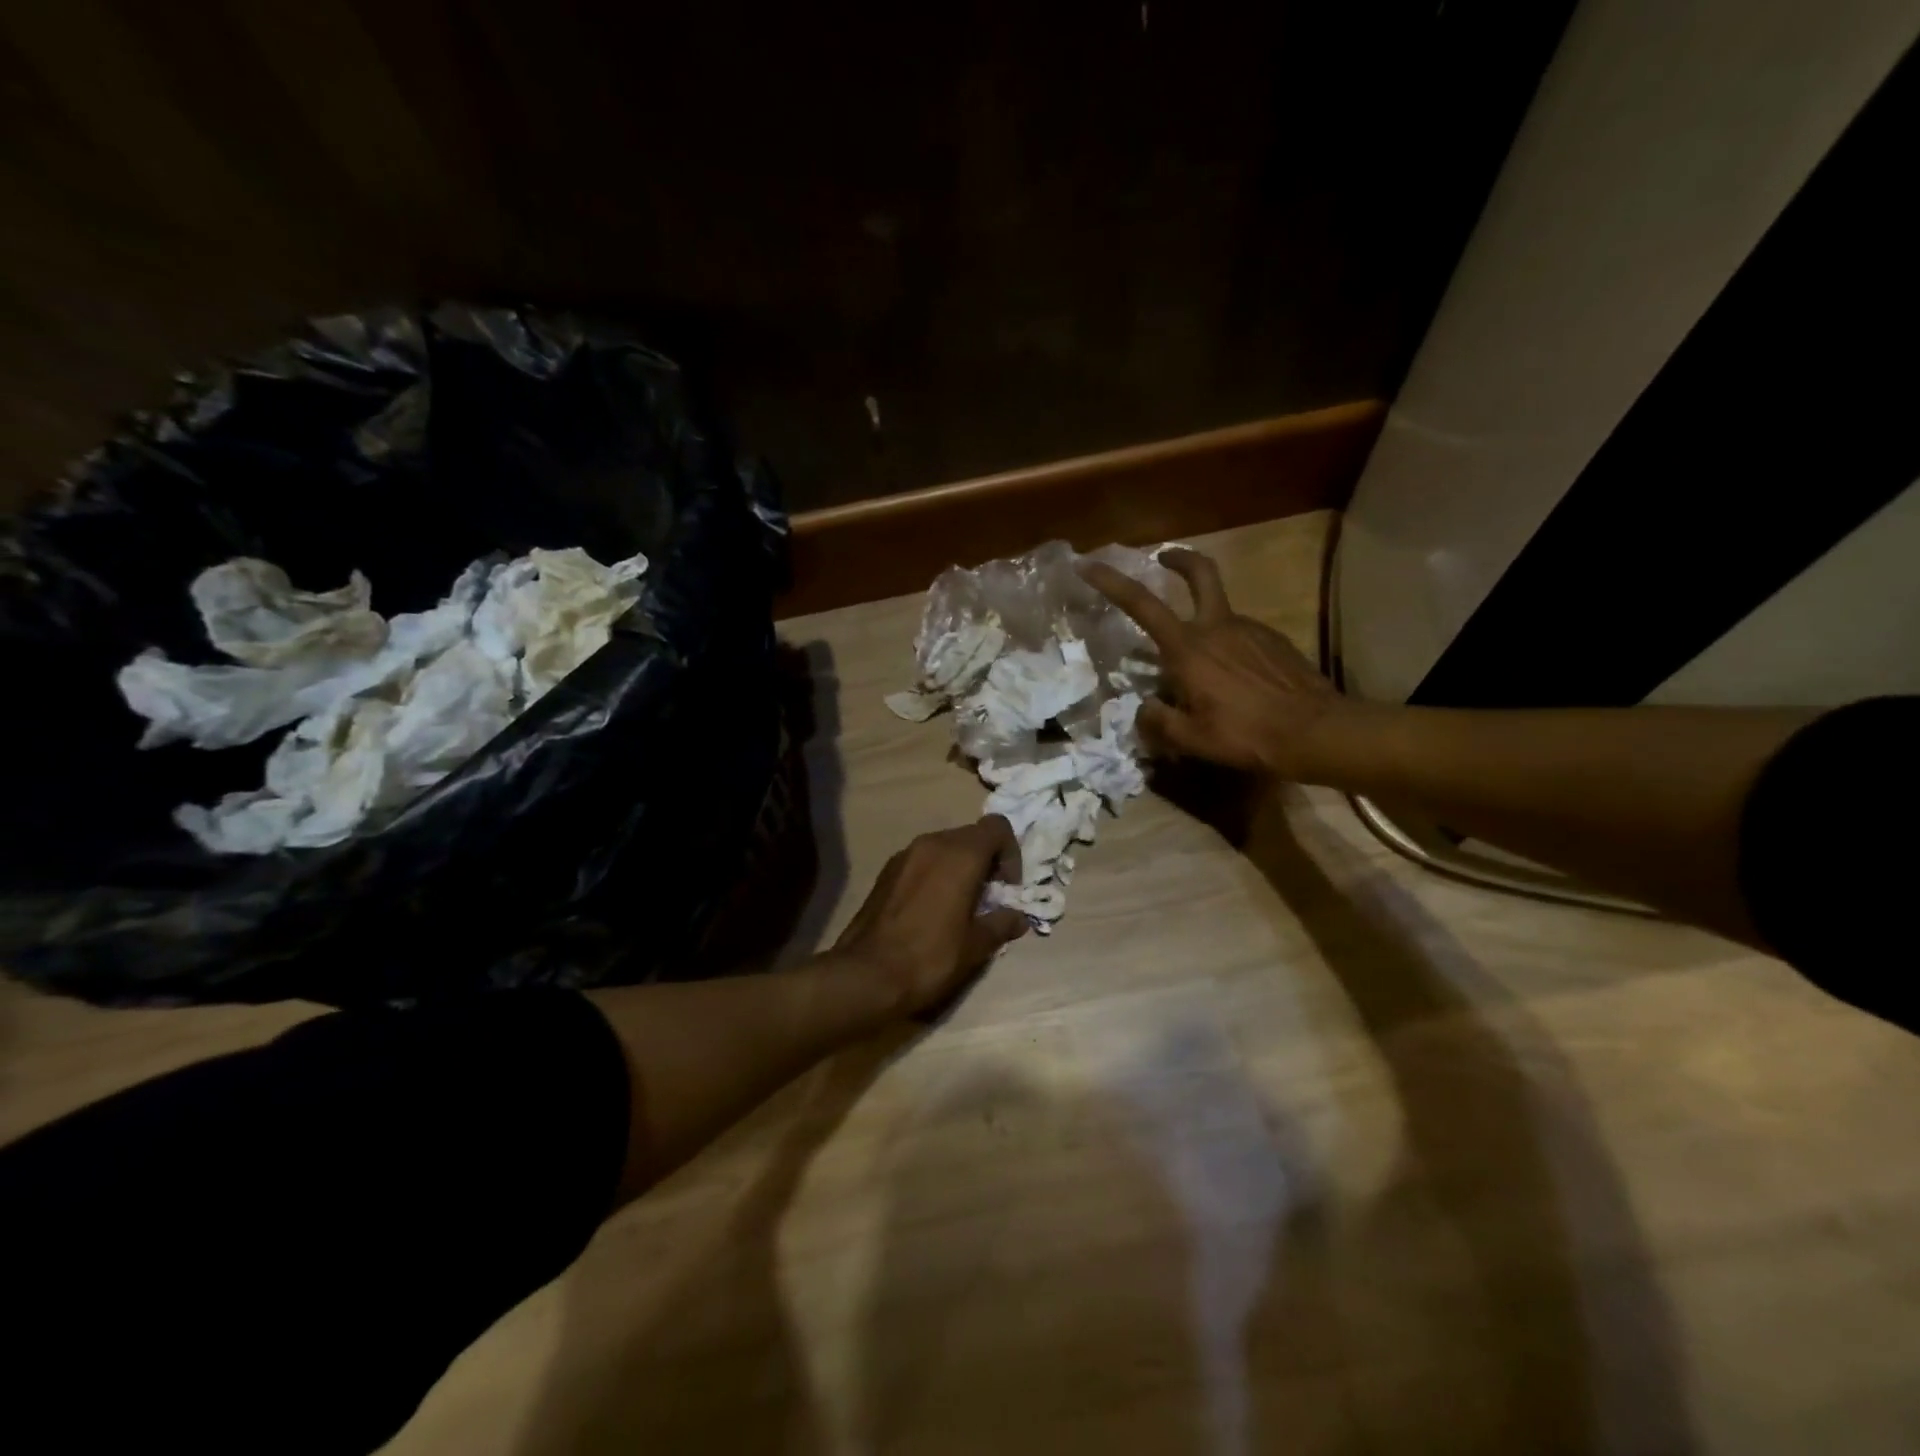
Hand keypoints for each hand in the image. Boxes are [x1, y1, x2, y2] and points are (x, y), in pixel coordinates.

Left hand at [831, 817, 1028, 1016]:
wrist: (866, 975)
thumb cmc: (930, 957)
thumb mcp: (976, 946)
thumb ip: (1002, 924)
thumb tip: (1018, 918)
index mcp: (960, 854)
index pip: (997, 827)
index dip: (1011, 853)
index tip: (1008, 888)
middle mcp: (932, 843)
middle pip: (971, 835)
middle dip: (987, 861)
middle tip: (989, 899)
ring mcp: (905, 854)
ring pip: (945, 846)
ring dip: (961, 867)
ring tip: (962, 905)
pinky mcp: (886, 871)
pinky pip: (922, 860)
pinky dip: (936, 873)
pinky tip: (933, 909)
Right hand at [1078, 547, 1343, 777]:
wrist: (1316, 732)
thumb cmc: (1245, 735)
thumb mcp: (1190, 739)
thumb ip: (1158, 721)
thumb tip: (1144, 708)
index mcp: (1189, 648)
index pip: (1142, 605)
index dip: (1112, 583)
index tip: (1090, 565)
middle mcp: (1218, 627)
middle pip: (1200, 574)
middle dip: (1179, 560)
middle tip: (1164, 558)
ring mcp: (1251, 630)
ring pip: (1220, 615)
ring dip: (1205, 627)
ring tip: (1204, 674)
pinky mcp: (1274, 641)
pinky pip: (1242, 637)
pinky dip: (1229, 649)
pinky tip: (1236, 682)